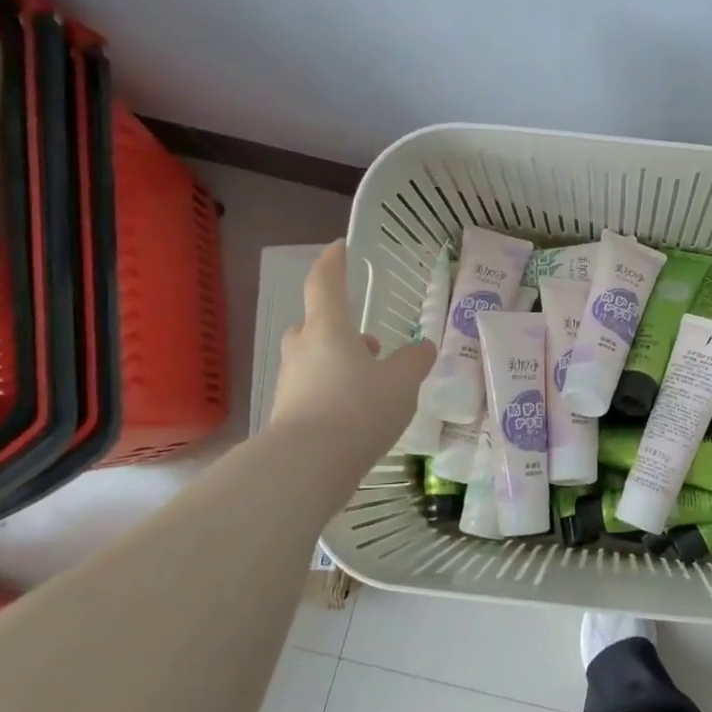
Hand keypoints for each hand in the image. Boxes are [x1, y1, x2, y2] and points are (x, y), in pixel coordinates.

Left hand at [271, 242, 435, 449]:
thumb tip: (424, 347)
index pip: (325, 284)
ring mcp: (291, 382)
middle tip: (370, 342)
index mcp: (328, 329)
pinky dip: (333, 392)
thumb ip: (415, 361)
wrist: (308, 464)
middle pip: (315, 325)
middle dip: (340, 327)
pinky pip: (313, 390)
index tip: (339, 247)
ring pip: (314, 359)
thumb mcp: (402, 383)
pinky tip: (357, 414)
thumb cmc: (358, 408)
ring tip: (371, 383)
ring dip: (339, 362)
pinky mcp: (288, 413)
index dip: (333, 263)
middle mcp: (303, 349)